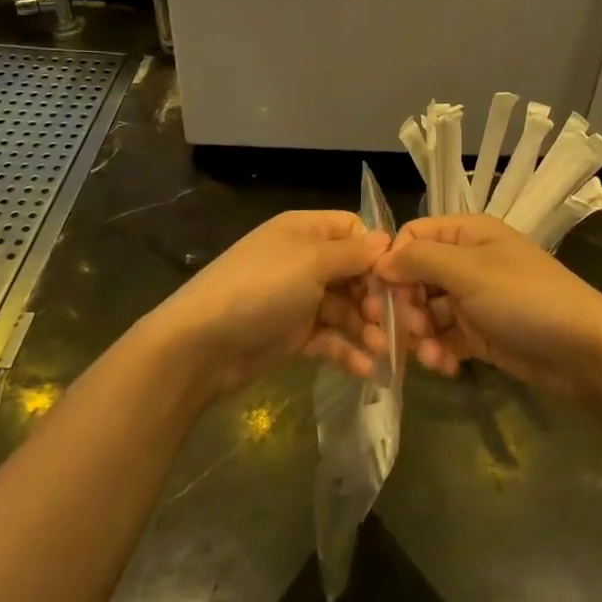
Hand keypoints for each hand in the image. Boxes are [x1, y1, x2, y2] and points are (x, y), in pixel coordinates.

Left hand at [143, 210, 389, 402]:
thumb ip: (353, 253)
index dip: (378, 254)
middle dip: (377, 297)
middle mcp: (303, 260)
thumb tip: (387, 240)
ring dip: (367, 328)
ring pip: (345, 309)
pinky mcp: (292, 334)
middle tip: (396, 323)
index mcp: (304, 231)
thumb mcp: (311, 262)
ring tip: (385, 351)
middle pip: (354, 273)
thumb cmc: (261, 289)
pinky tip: (369, 370)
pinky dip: (348, 351)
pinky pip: (328, 338)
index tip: (399, 280)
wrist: (201, 343)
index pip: (354, 231)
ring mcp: (297, 298)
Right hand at [373, 215, 601, 399]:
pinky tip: (446, 367)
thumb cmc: (525, 299)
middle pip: (415, 277)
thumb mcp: (468, 271)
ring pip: (427, 311)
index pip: (413, 237)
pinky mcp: (481, 333)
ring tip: (432, 357)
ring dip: (422, 335)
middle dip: (406, 306)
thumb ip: (419, 260)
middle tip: (408, 332)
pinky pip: (445, 337)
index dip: (393, 263)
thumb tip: (379, 261)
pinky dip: (440, 352)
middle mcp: (467, 261)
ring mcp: (474, 299)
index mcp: (467, 233)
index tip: (380, 295)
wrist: (584, 351)